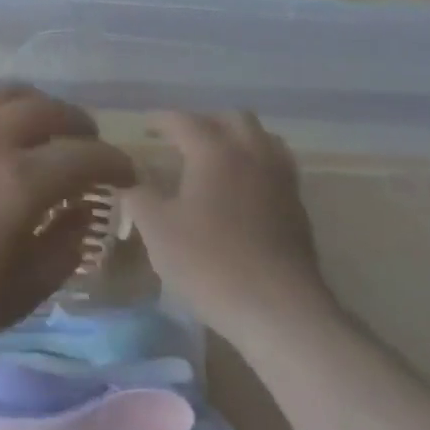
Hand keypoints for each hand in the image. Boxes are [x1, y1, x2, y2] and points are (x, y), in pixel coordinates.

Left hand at [0, 87, 136, 357]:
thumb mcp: (19, 292)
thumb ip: (64, 248)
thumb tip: (85, 211)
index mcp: (22, 181)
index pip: (86, 156)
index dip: (116, 162)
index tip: (129, 173)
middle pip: (50, 110)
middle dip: (80, 126)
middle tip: (89, 146)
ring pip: (9, 93)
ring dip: (40, 105)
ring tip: (47, 126)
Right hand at [125, 113, 334, 336]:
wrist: (280, 311)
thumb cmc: (210, 263)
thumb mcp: (157, 230)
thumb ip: (139, 198)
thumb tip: (131, 182)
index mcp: (215, 151)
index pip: (184, 120)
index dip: (160, 120)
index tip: (144, 126)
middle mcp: (252, 155)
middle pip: (233, 119)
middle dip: (205, 122)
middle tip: (182, 139)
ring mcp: (281, 181)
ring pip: (263, 139)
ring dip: (237, 140)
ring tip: (215, 159)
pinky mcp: (298, 209)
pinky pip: (276, 169)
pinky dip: (256, 166)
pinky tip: (240, 192)